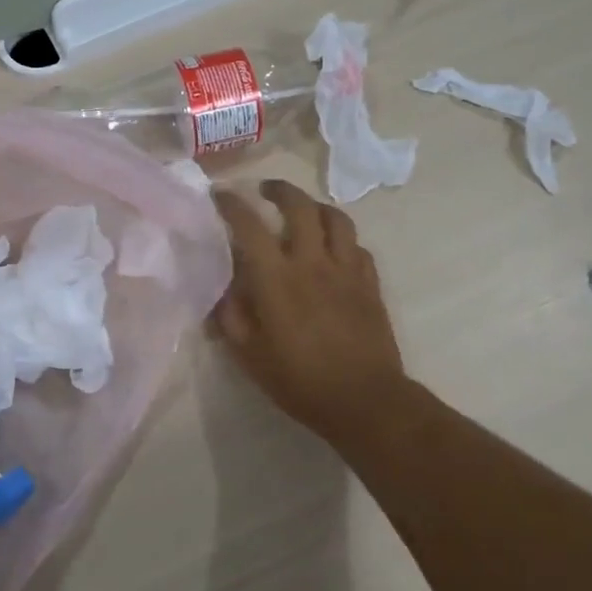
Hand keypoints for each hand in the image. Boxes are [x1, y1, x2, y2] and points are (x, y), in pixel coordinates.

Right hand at [212, 179, 411, 443]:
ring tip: (304, 211)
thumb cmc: (300, 380)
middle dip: (280, 190)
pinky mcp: (370, 284)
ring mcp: (347, 270)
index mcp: (277, 279)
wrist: (364, 400)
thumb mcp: (249, 355)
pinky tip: (334, 250)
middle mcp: (313, 263)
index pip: (250, 227)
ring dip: (316, 207)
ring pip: (336, 219)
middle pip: (300, 207)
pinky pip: (358, 247)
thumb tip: (222, 289)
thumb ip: (231, 316)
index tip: (221, 195)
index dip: (232, 205)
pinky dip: (342, 239)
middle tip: (266, 191)